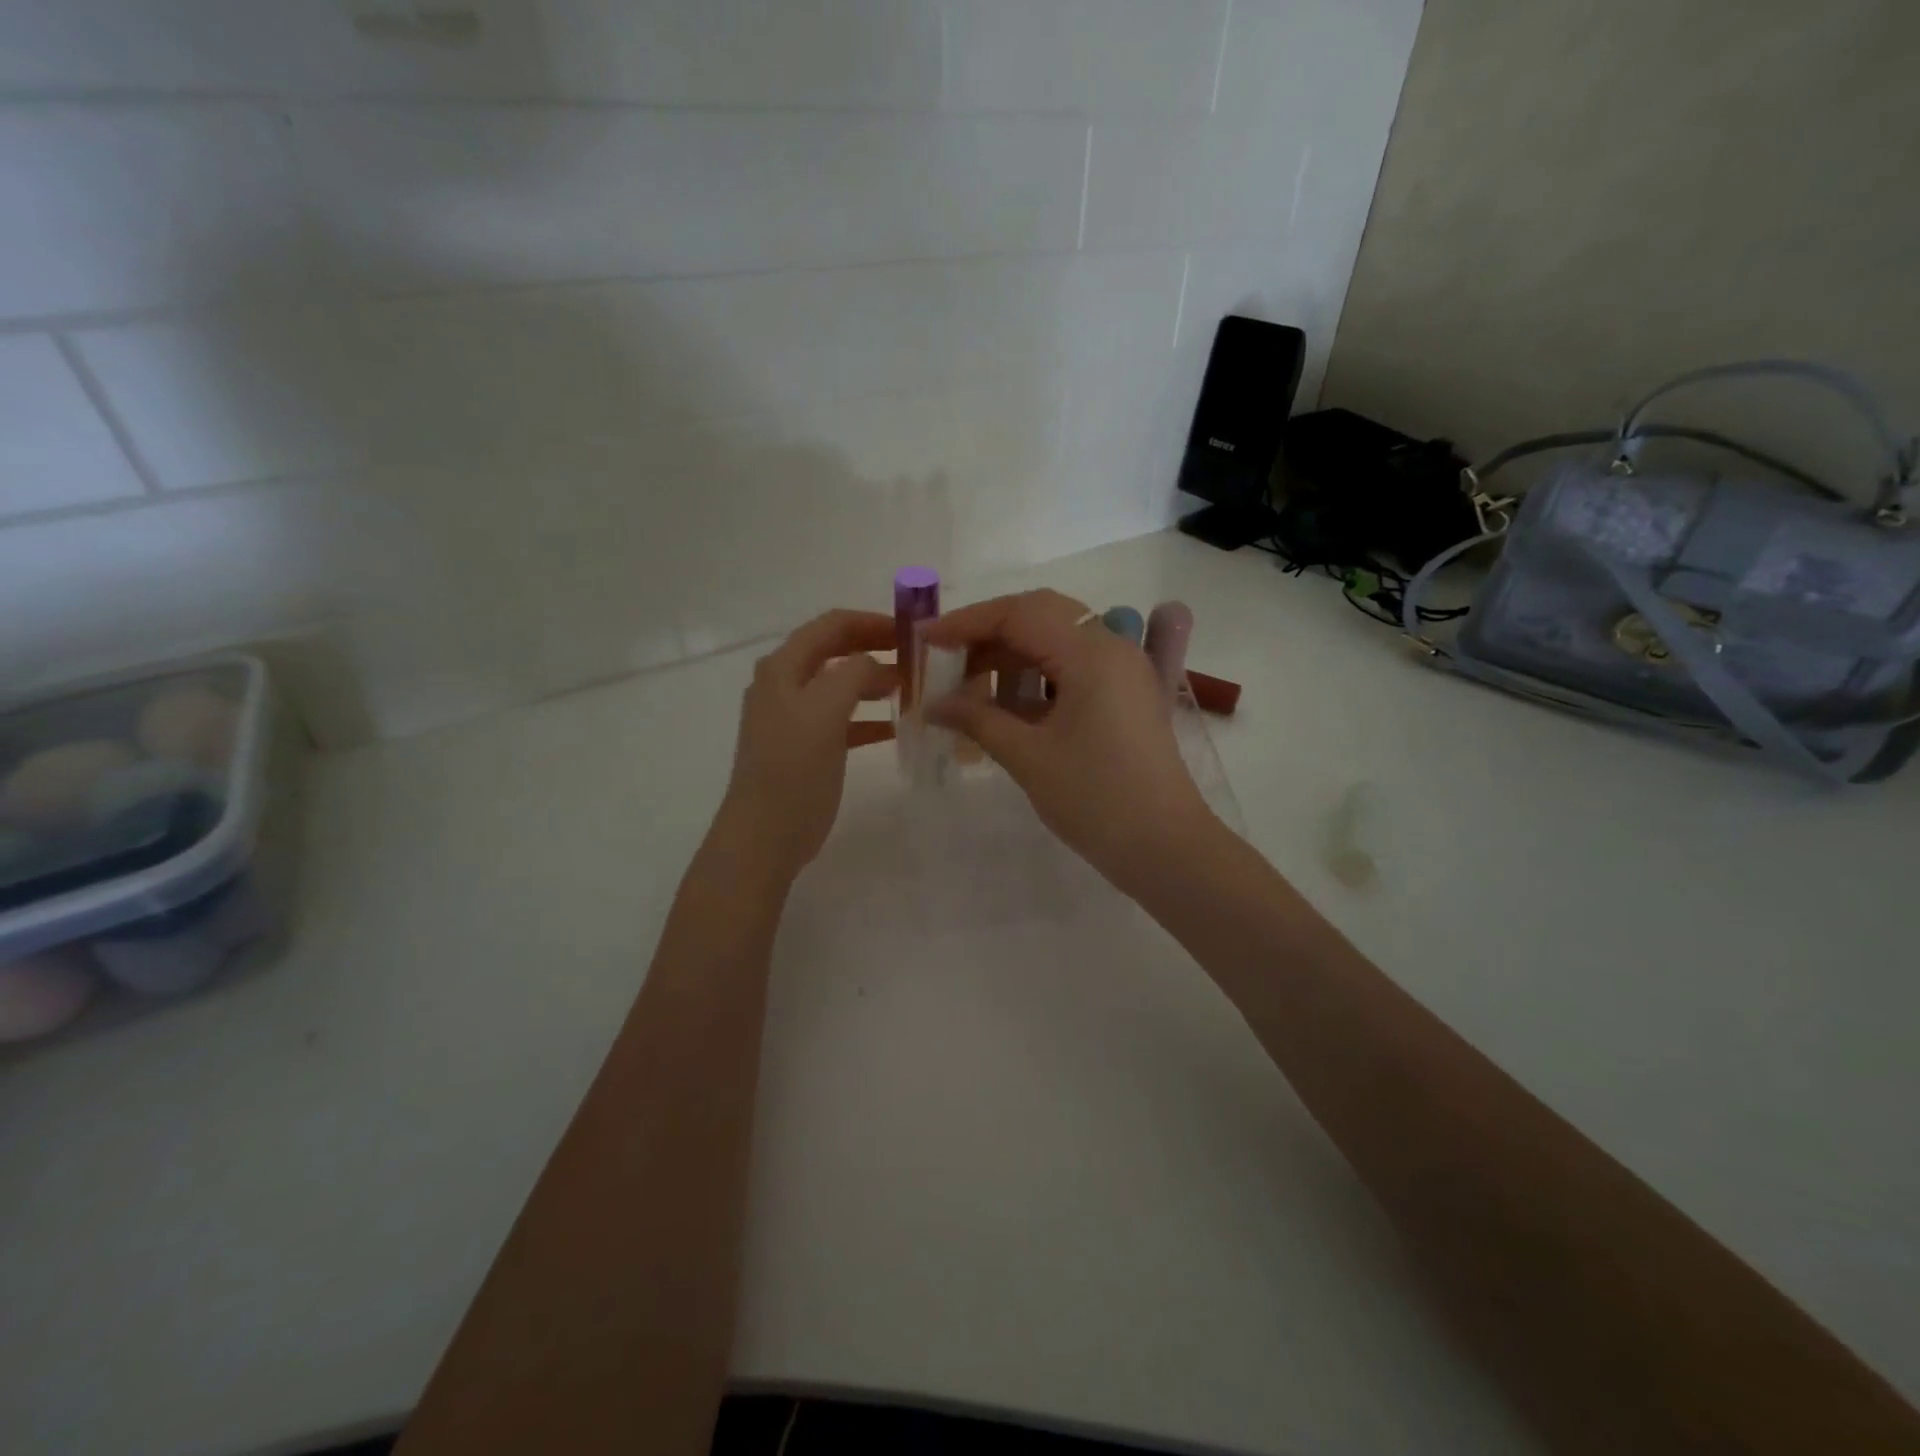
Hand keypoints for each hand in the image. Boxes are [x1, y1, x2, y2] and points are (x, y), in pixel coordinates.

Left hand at [715, 609, 895, 879]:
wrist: (765, 835)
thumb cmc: (793, 768)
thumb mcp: (825, 711)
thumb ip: (853, 674)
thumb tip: (875, 664)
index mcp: (783, 668)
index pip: (831, 625)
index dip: (871, 622)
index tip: (911, 631)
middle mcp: (784, 685)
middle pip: (835, 652)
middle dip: (875, 650)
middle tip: (916, 658)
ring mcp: (793, 718)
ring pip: (841, 686)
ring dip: (874, 683)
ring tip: (912, 689)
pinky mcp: (805, 748)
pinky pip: (842, 721)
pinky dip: (868, 718)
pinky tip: (896, 726)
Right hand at [924, 590, 1215, 893]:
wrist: (1164, 847)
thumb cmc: (1095, 799)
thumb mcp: (1028, 756)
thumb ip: (977, 719)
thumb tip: (932, 704)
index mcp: (1092, 653)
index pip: (1019, 613)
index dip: (966, 622)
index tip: (925, 640)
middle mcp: (1112, 648)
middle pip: (1039, 617)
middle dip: (988, 635)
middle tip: (947, 662)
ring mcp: (1123, 671)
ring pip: (1056, 642)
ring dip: (1011, 658)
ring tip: (970, 691)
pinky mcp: (1125, 696)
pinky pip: (1072, 669)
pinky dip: (1035, 679)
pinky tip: (1006, 708)